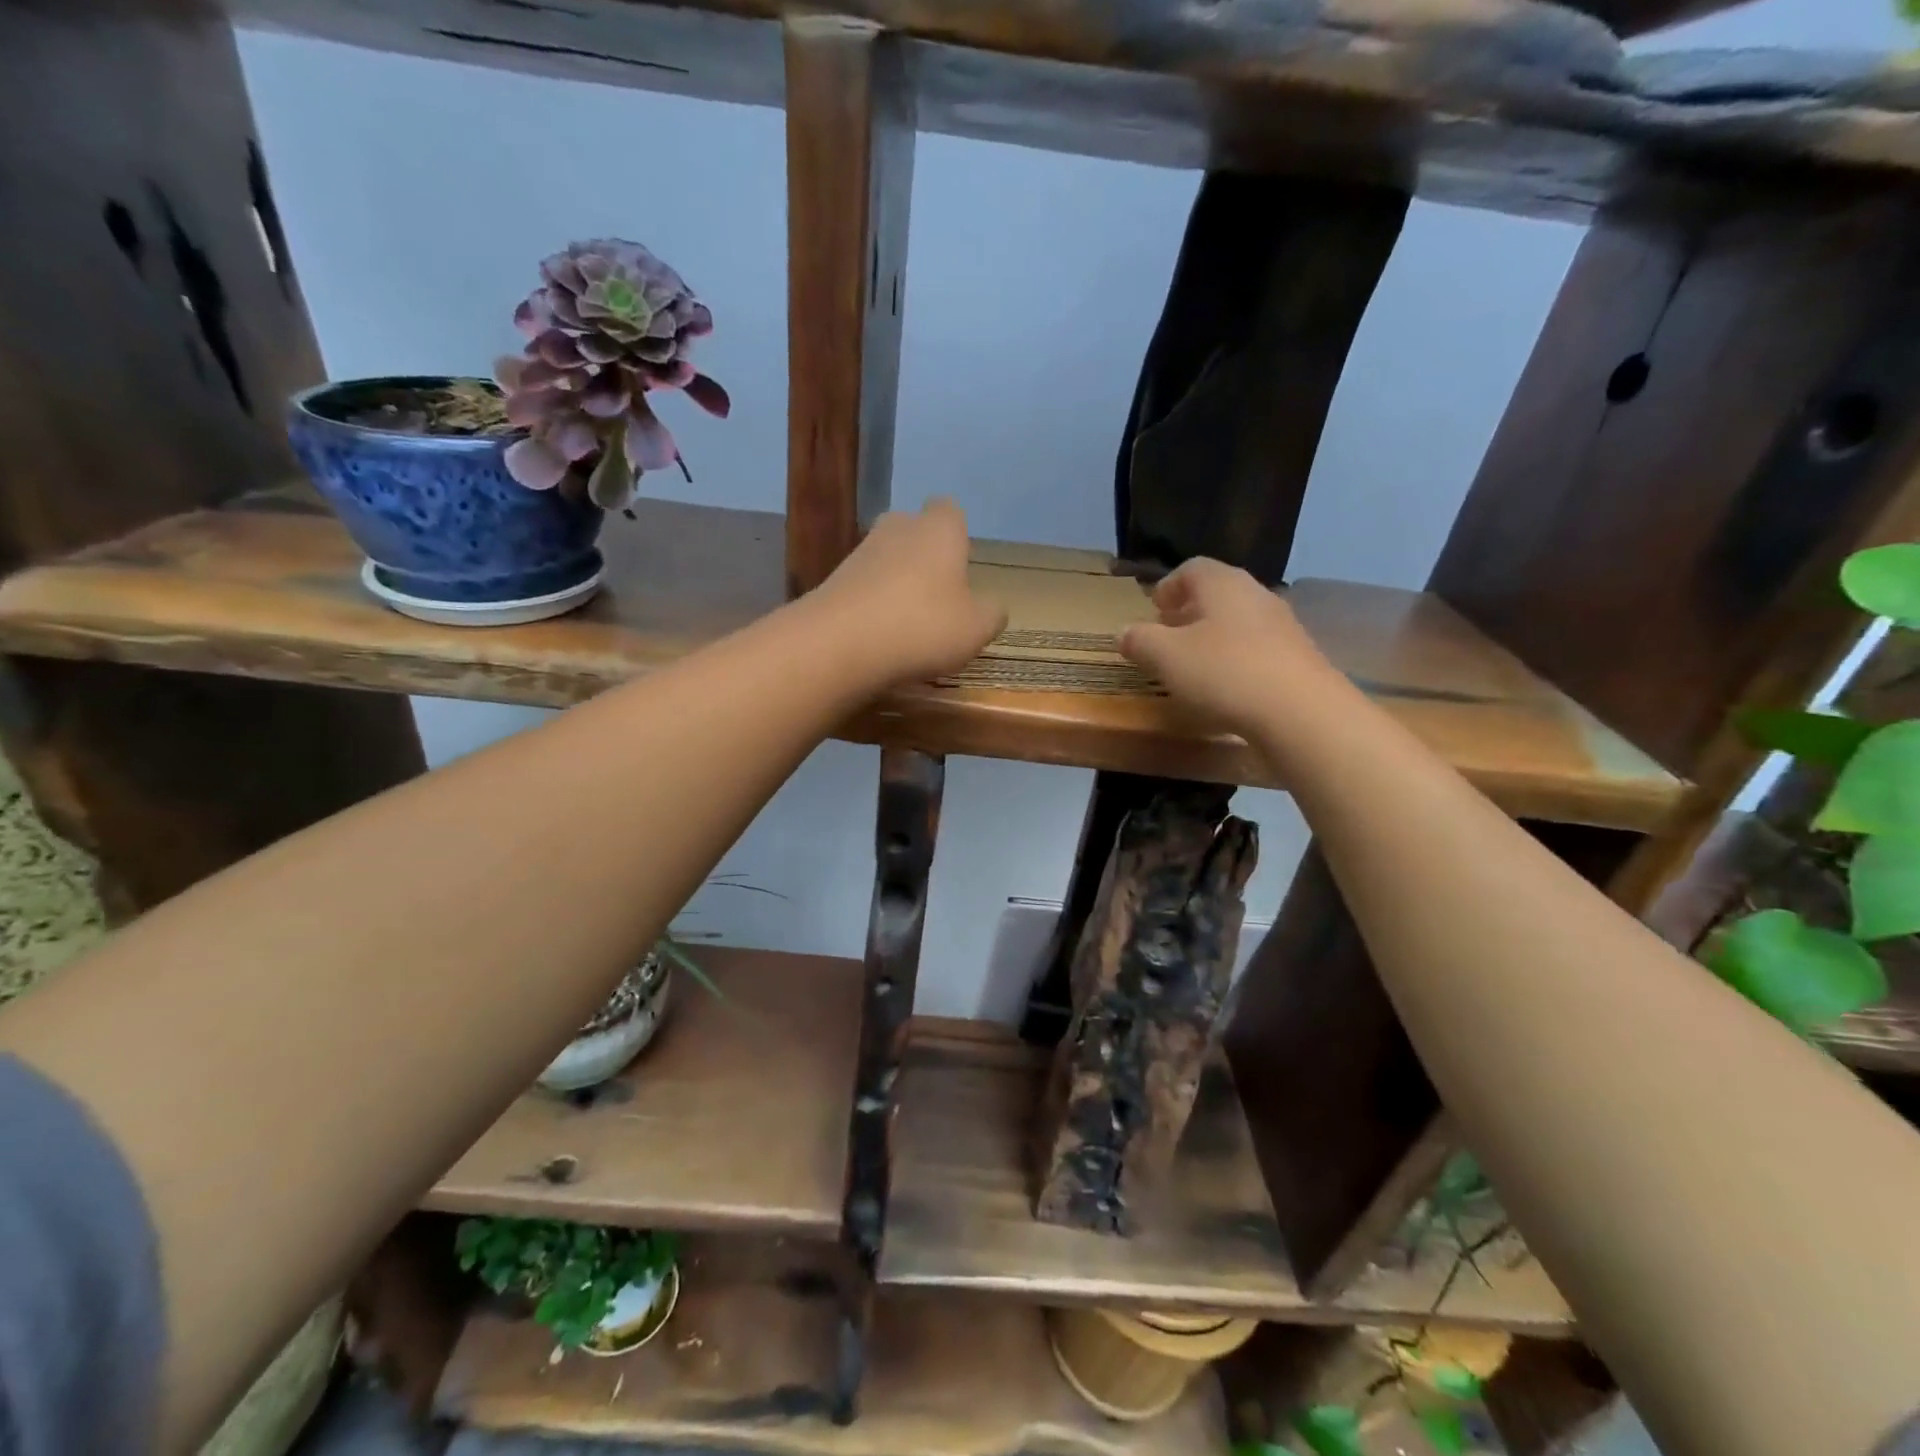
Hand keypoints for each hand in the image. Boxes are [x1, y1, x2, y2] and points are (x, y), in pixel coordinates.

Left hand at [811, 499, 1007, 685]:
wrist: (840, 643)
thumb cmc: (922, 625)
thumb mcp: (976, 628)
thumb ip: (990, 613)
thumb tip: (992, 607)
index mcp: (938, 529)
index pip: (949, 510)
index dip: (957, 534)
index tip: (961, 564)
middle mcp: (897, 528)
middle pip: (913, 531)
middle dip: (923, 556)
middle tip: (937, 594)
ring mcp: (859, 553)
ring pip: (885, 560)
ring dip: (896, 583)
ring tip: (908, 624)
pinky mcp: (831, 582)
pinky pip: (862, 588)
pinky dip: (872, 606)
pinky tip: (879, 637)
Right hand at [1119, 558, 1344, 735]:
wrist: (1300, 712)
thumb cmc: (1224, 673)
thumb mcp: (1166, 657)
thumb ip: (1140, 641)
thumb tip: (1124, 632)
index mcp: (1222, 584)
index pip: (1191, 569)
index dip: (1168, 586)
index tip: (1153, 610)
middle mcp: (1255, 594)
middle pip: (1217, 594)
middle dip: (1189, 612)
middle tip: (1167, 636)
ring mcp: (1282, 625)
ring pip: (1238, 621)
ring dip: (1212, 637)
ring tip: (1193, 665)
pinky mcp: (1297, 657)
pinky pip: (1257, 648)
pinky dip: (1235, 659)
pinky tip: (1226, 687)